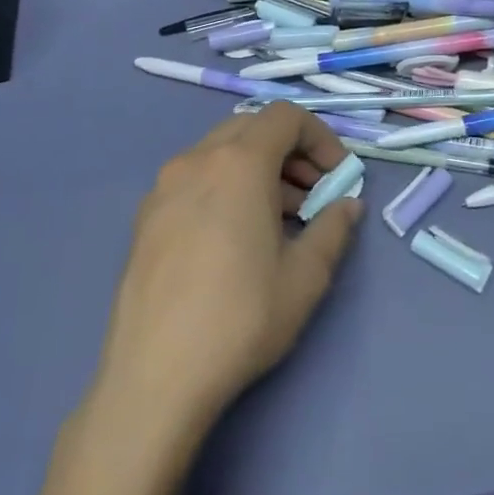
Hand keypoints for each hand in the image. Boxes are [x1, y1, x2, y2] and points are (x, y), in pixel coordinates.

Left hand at [96, 102, 363, 442]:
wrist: (154, 378)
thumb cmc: (240, 318)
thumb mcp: (306, 276)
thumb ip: (334, 228)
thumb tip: (347, 206)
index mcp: (238, 163)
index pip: (286, 116)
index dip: (321, 138)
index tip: (338, 178)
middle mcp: (196, 160)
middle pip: (253, 129)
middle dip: (291, 152)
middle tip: (313, 196)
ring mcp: (163, 187)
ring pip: (222, 153)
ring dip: (260, 170)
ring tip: (280, 221)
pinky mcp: (145, 217)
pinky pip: (196, 179)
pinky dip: (226, 187)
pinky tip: (236, 238)